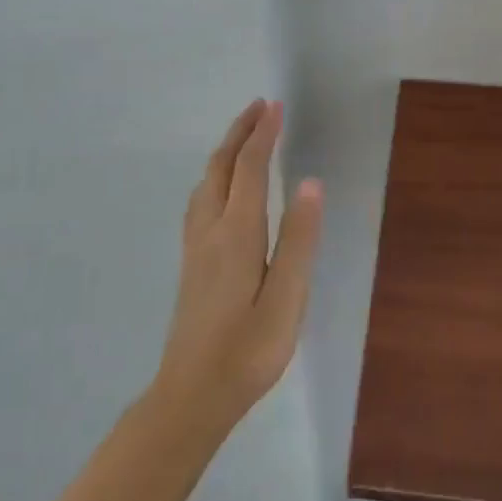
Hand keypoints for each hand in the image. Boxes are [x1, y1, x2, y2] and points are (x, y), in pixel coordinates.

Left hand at [154, 100, 322, 432]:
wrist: (191, 395)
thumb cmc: (248, 350)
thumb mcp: (287, 299)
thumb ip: (299, 239)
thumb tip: (310, 183)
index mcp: (237, 233)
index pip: (250, 168)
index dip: (263, 134)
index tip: (276, 106)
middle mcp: (211, 229)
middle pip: (221, 166)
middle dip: (240, 131)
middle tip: (260, 106)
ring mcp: (195, 245)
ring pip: (206, 181)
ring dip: (225, 150)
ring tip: (244, 135)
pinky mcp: (191, 262)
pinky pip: (201, 198)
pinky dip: (215, 174)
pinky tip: (220, 187)